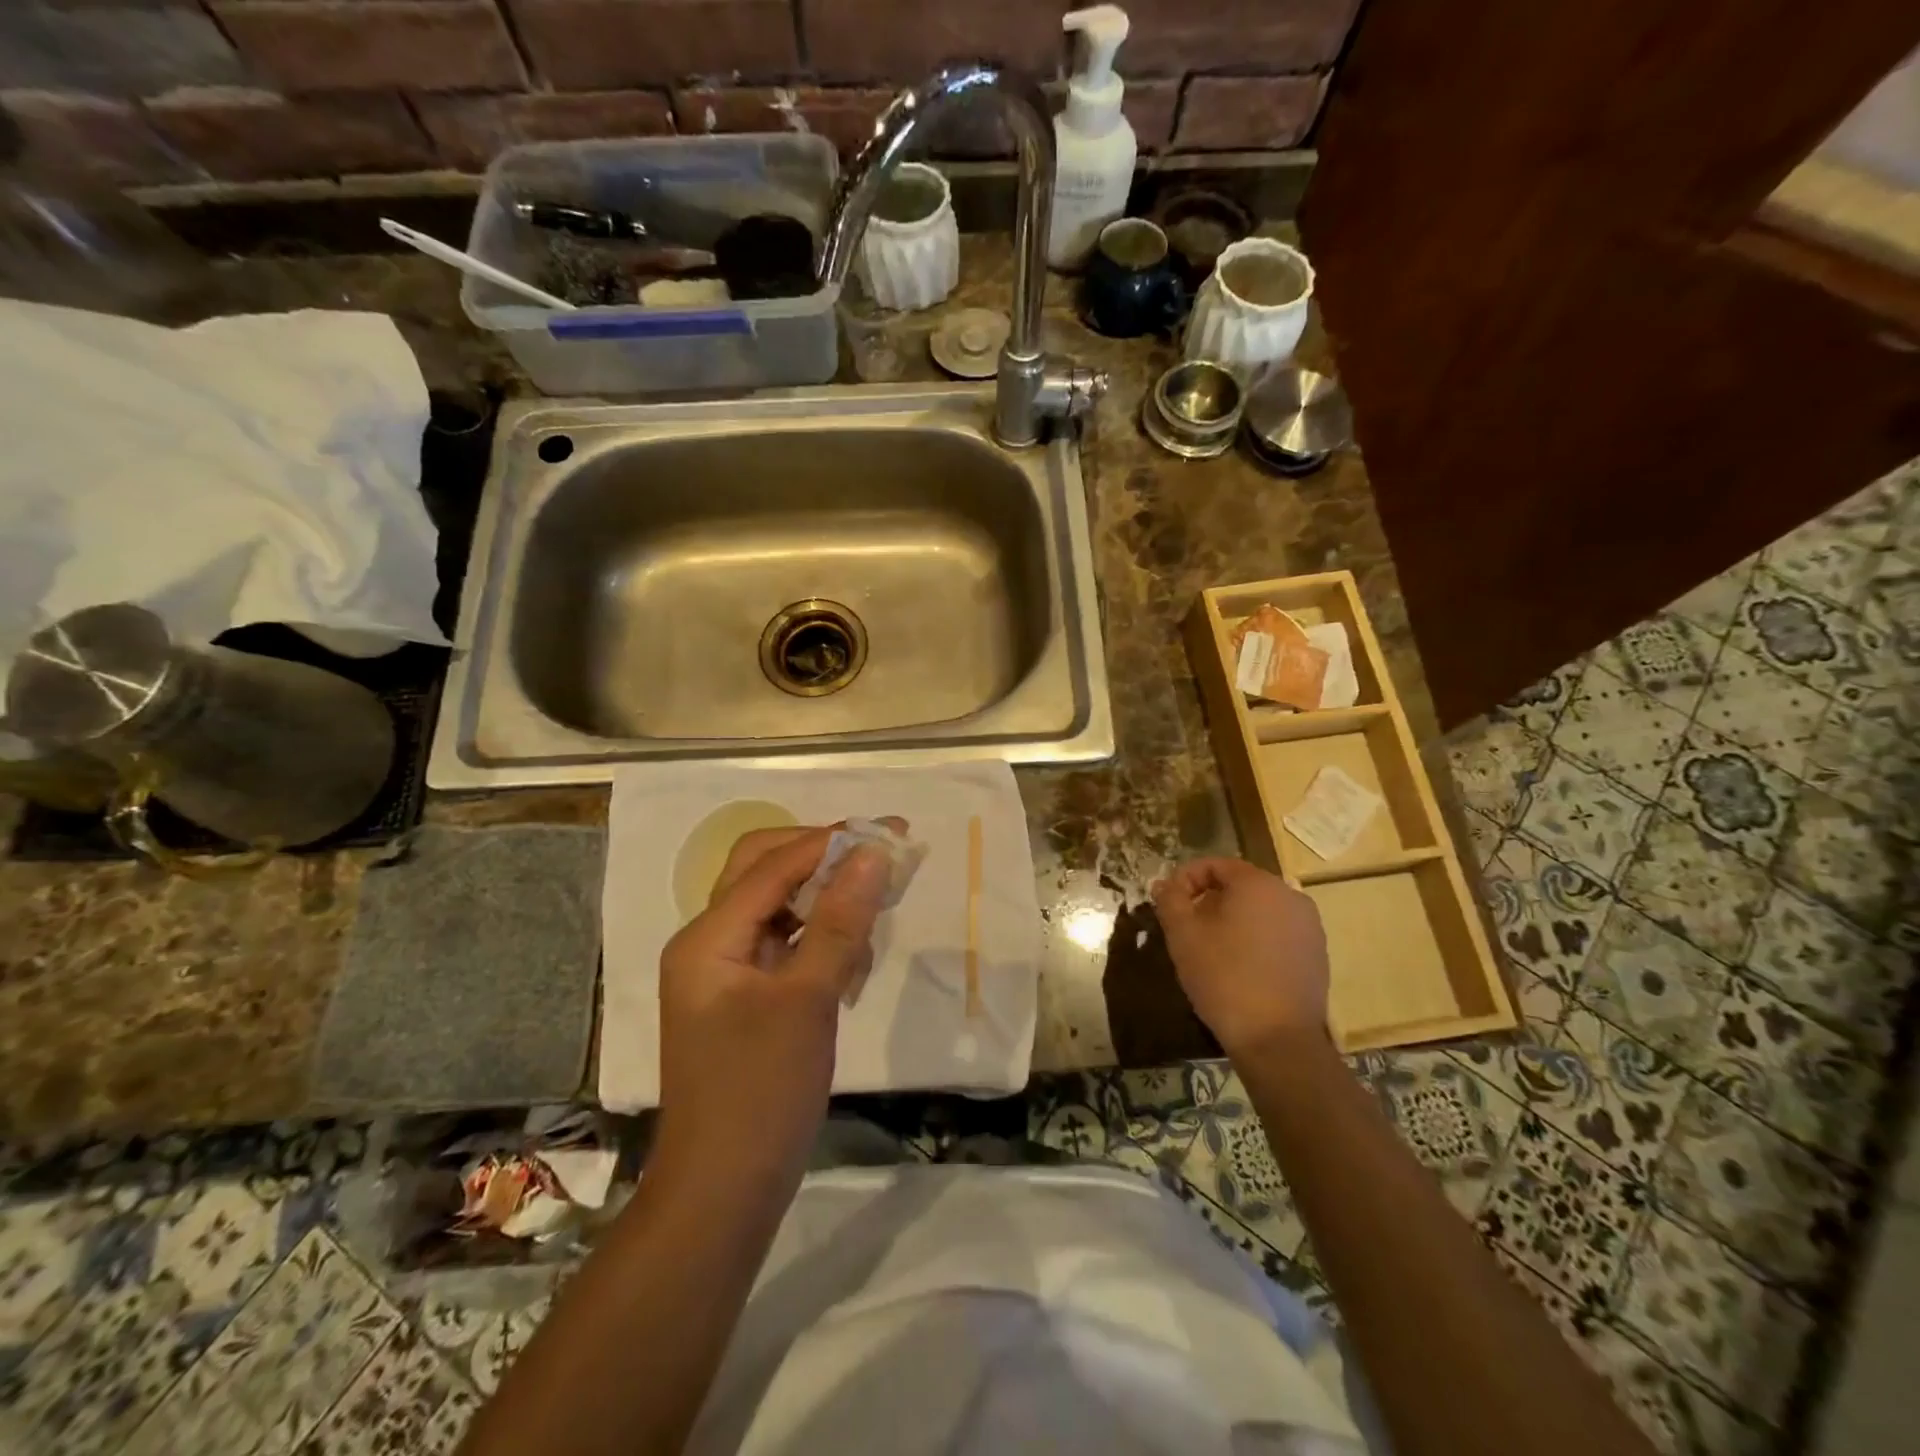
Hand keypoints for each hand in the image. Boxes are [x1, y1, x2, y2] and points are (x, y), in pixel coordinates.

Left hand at [654, 823, 892, 1190]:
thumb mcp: (808, 1000)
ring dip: (826, 900)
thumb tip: (873, 852)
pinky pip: (784, 945)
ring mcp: (724, 971)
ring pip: (778, 907)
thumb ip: (841, 921)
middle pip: (765, 872)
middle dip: (824, 859)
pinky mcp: (744, 997)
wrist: (723, 1194)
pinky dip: (820, 940)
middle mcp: (708, 942)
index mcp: (708, 937)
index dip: (833, 842)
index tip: (891, 831)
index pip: (774, 865)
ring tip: (874, 911)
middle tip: (880, 858)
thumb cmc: (761, 1093)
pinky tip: (853, 961)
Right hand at [1152, 857, 1330, 1057]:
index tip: (1169, 903)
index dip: (1186, 879)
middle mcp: (1290, 895)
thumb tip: (1165, 884)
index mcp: (1258, 884)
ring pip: (1261, 910)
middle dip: (1209, 900)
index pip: (1216, 864)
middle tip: (1186, 927)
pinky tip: (1240, 968)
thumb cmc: (1224, 977)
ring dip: (1233, 920)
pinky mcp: (1317, 954)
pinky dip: (1256, 939)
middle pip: (1240, 885)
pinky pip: (1278, 933)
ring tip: (1211, 949)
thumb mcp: (1183, 935)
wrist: (1278, 1040)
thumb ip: (1170, 900)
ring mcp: (1309, 926)